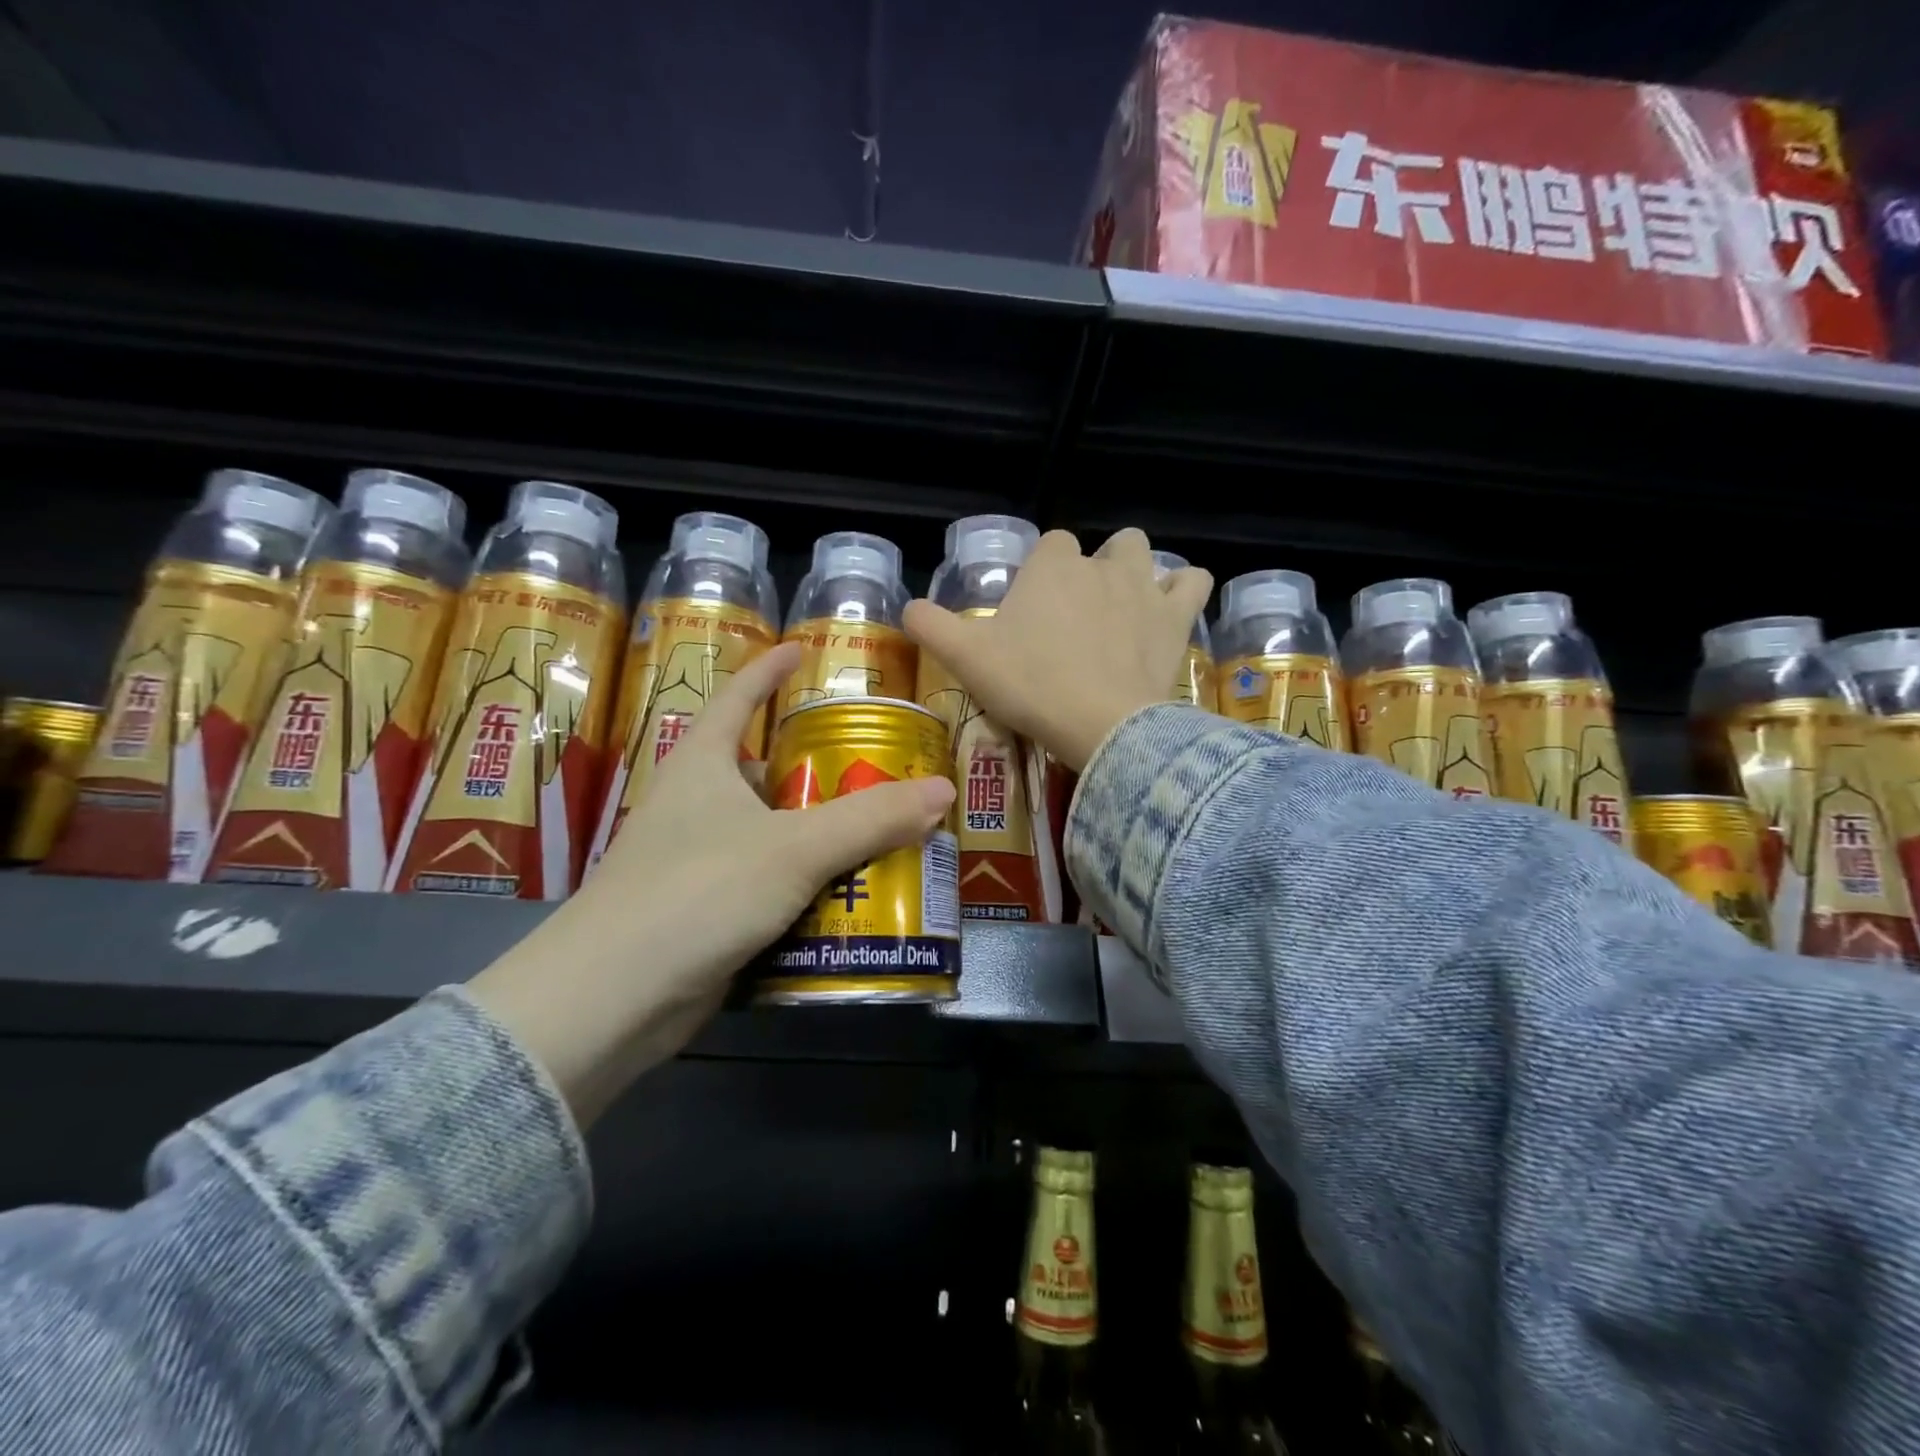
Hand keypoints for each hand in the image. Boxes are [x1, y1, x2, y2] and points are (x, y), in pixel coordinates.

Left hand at [468, 641, 955, 1125]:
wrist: (613, 998)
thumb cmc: (698, 892)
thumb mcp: (795, 848)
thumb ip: (871, 818)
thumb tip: (944, 788)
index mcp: (702, 765)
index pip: (736, 697)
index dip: (768, 669)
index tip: (801, 650)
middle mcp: (694, 804)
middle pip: (763, 770)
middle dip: (816, 767)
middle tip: (876, 765)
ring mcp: (696, 860)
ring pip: (770, 831)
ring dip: (818, 832)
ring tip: (879, 829)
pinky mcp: (704, 910)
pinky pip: (767, 882)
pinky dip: (804, 883)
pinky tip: (848, 893)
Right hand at [903, 528, 1212, 771]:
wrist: (1099, 724)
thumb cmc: (1030, 685)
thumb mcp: (965, 658)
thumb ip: (930, 626)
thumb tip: (907, 607)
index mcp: (1051, 565)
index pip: (1051, 545)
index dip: (1043, 572)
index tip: (1035, 611)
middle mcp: (1100, 564)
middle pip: (1102, 547)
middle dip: (1093, 568)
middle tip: (1078, 616)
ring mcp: (1144, 587)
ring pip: (1144, 553)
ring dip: (1135, 571)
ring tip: (1123, 608)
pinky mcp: (1175, 617)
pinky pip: (1192, 582)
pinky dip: (1182, 590)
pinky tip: (1168, 611)